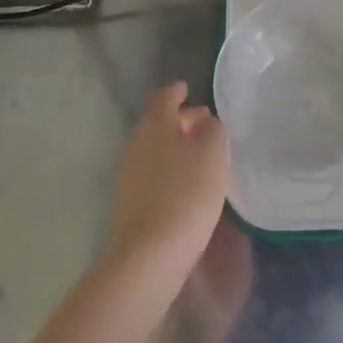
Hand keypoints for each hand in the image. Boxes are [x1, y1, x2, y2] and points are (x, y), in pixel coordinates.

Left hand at [106, 82, 230, 287]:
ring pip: (154, 149)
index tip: (187, 88)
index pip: (164, 98)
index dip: (177, 91)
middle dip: (179, 121)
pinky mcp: (130, 202)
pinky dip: (169, 169)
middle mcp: (137, 143)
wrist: (149, 254)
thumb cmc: (187, 194)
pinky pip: (152, 173)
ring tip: (200, 155)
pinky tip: (187, 184)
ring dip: (175, 147)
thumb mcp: (213, 154)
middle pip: (158, 124)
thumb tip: (206, 122)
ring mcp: (129, 174)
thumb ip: (213, 130)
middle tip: (203, 124)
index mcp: (155, 125)